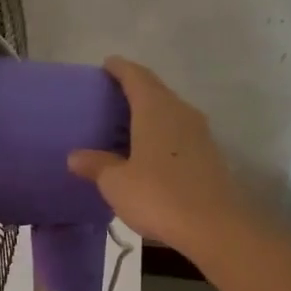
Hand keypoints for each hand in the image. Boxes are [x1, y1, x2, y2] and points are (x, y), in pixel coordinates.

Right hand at [66, 57, 274, 264]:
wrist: (215, 226)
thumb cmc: (159, 196)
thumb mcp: (117, 183)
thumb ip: (96, 165)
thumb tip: (75, 156)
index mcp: (155, 109)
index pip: (136, 76)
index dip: (120, 68)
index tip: (107, 64)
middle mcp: (180, 112)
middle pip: (156, 90)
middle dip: (134, 88)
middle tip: (111, 97)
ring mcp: (200, 133)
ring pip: (170, 111)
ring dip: (150, 112)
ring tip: (127, 124)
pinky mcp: (209, 154)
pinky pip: (180, 132)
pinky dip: (162, 133)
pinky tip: (150, 151)